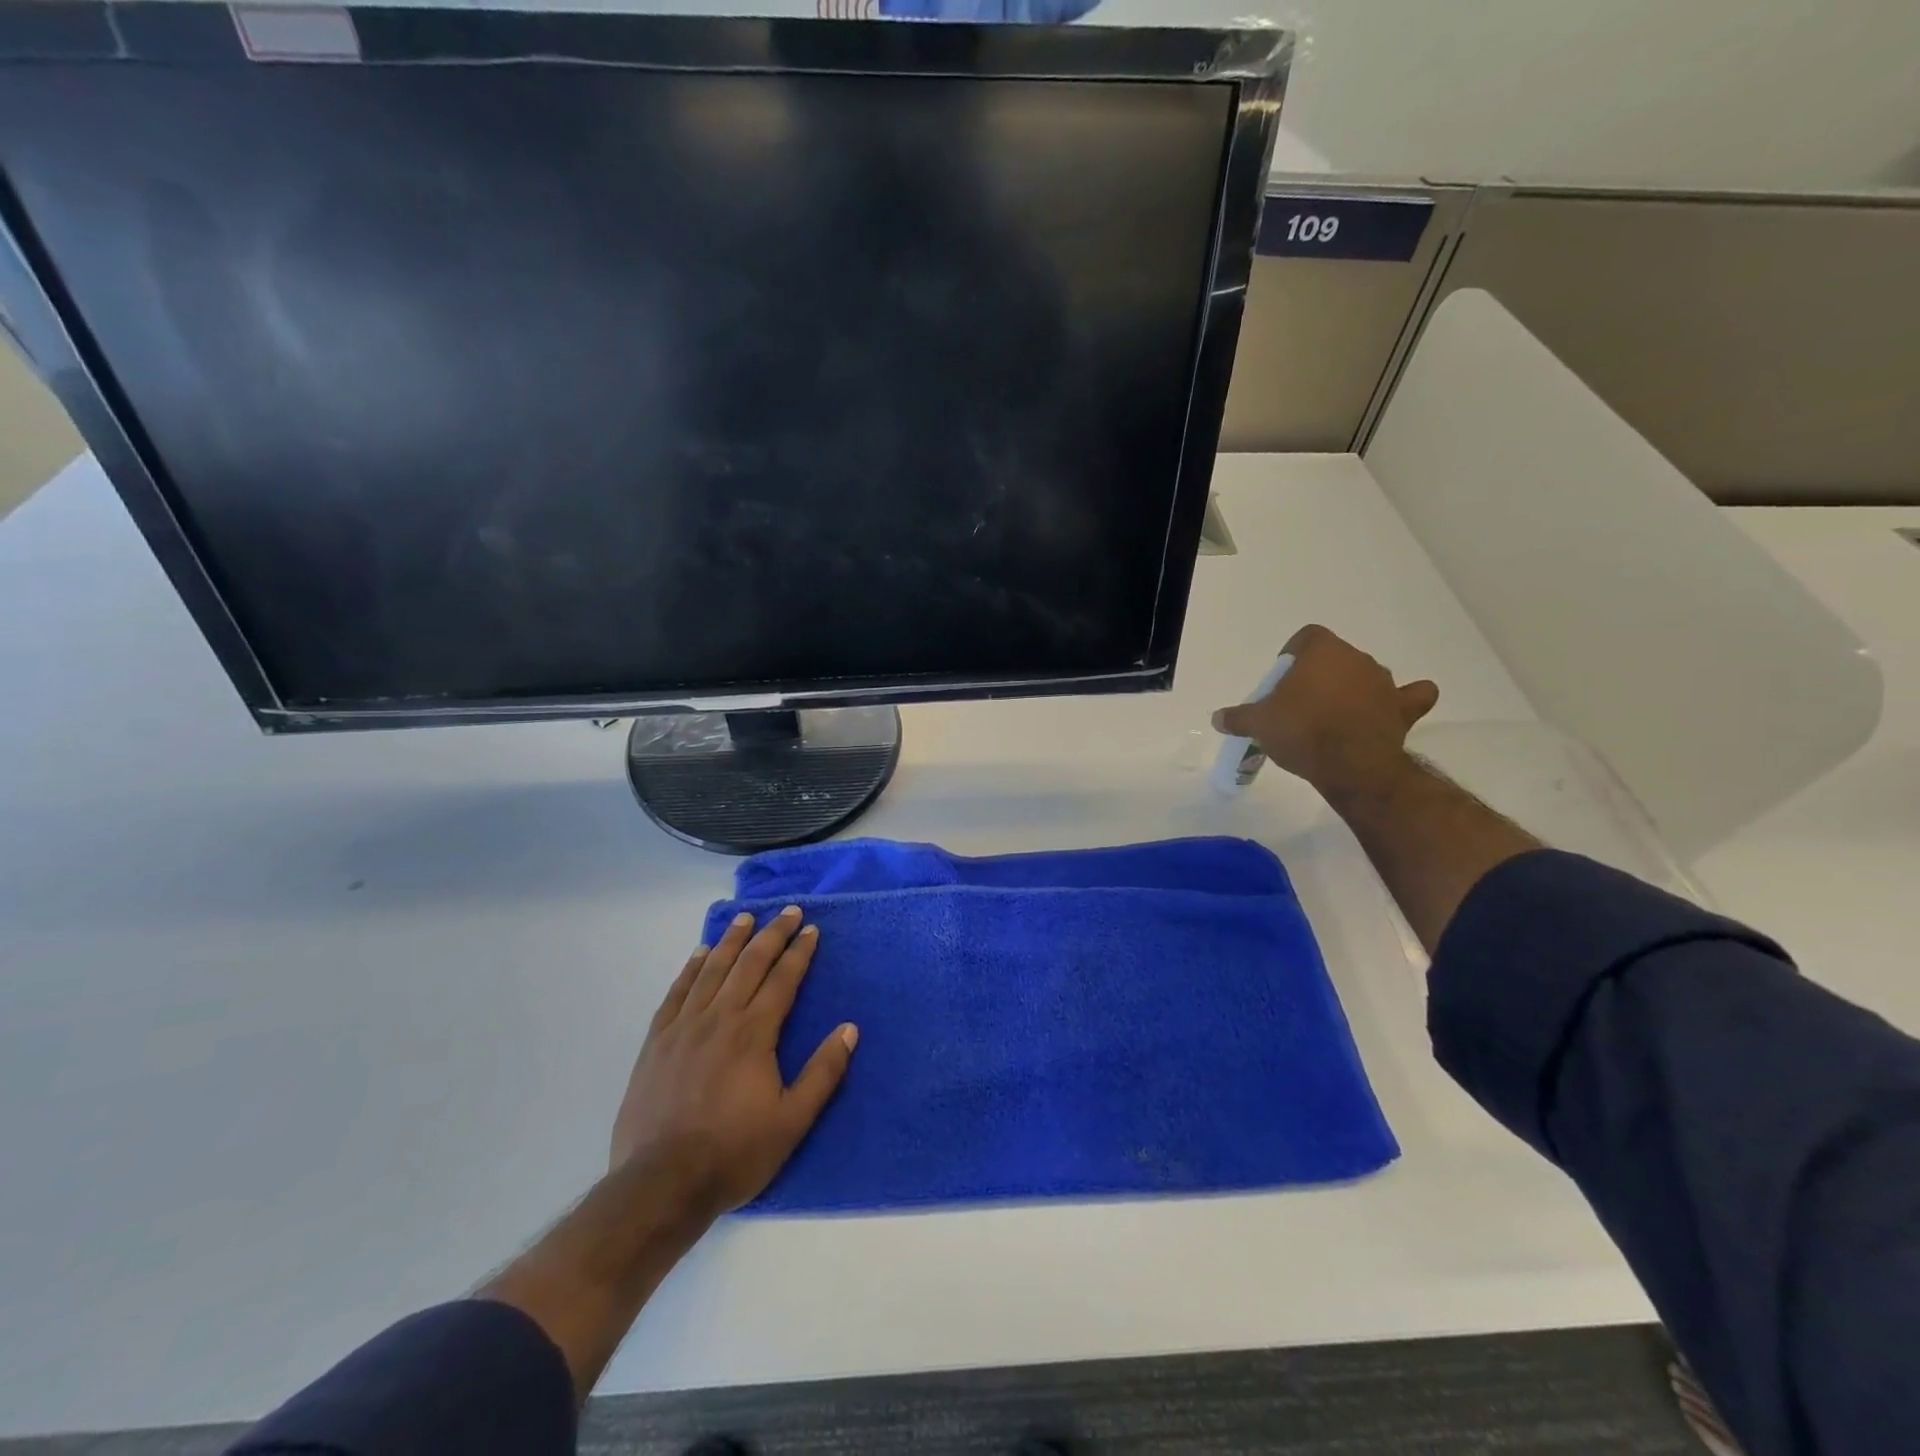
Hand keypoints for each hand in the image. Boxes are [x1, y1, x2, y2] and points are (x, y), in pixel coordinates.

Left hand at [610, 907, 856, 1220]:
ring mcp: (684, 1027)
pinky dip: (691, 968)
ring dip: (731, 940)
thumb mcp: (792, 1121)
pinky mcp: (657, 1041)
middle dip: (771, 934)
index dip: (799, 952)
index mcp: (753, 1033)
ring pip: (712, 970)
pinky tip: (700, 954)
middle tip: (787, 911)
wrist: (661, 1184)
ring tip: (745, 918)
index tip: (811, 929)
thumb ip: (823, 1072)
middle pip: (749, 964)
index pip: (782, 980)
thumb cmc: (734, 1153)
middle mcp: (719, 1018)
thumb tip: (849, 1029)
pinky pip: (677, 992)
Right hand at [1211, 624, 1438, 799]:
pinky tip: (1392, 710)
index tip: (1282, 680)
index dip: (1293, 655)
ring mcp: (1384, 682)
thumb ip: (1238, 718)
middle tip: (1301, 705)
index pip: (1307, 637)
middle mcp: (1357, 658)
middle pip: (1335, 658)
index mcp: (1322, 651)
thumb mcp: (1259, 724)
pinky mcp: (1403, 708)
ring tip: (1334, 718)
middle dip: (1320, 676)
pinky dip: (1404, 701)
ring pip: (1366, 676)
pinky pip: (1411, 696)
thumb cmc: (1301, 731)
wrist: (1350, 764)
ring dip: (1353, 689)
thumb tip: (1218, 718)